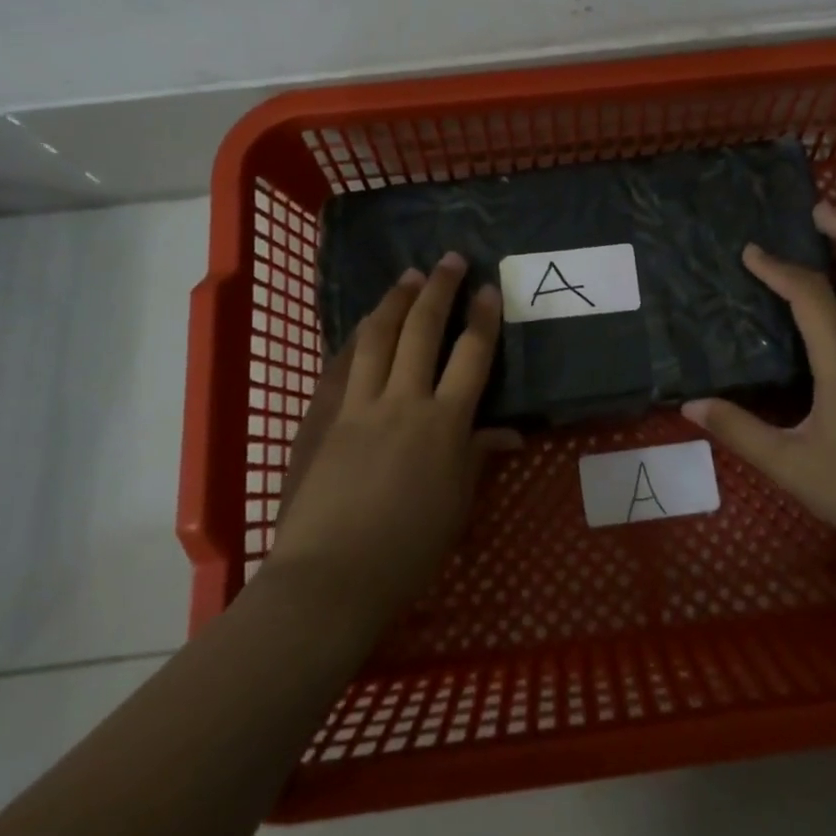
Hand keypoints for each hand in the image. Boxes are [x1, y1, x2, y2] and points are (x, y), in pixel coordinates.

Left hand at [266, 253, 518, 617]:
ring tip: (409, 277)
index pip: (470, 355)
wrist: (331, 576)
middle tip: (449, 259)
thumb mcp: (457, 505)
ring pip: (377, 336)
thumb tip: (509, 432)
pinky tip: (364, 325)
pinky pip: (342, 365)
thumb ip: (479, 457)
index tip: (488, 288)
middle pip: (422, 330)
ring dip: (395, 301)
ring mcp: (359, 405)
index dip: (483, 317)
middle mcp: (403, 401)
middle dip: (439, 289)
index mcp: (444, 423)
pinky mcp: (326, 417)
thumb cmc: (407, 549)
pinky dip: (356, 338)